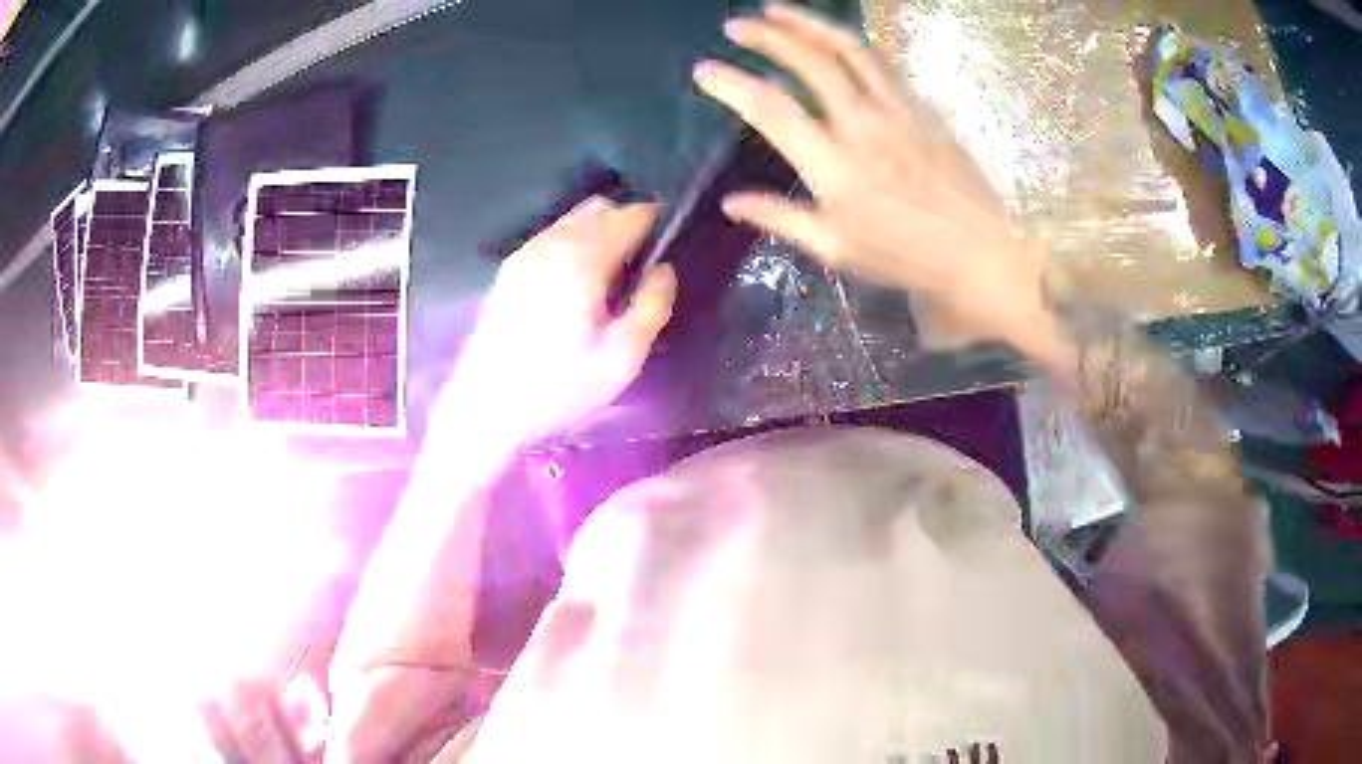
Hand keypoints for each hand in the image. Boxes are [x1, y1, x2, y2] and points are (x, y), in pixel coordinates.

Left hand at [436, 198, 676, 446]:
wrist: (486, 406)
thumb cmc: (558, 386)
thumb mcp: (622, 357)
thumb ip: (653, 305)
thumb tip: (664, 269)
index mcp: (583, 258)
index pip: (630, 215)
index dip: (655, 224)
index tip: (667, 248)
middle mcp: (552, 242)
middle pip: (600, 210)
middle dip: (626, 225)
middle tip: (640, 269)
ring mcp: (525, 253)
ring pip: (573, 220)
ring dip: (598, 233)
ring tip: (609, 279)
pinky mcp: (509, 270)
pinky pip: (552, 237)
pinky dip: (573, 244)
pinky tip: (575, 286)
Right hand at [694, 3, 1052, 349]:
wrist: (980, 249)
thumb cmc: (906, 255)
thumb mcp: (836, 249)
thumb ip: (780, 219)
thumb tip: (731, 203)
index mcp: (832, 164)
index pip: (770, 109)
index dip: (731, 84)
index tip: (704, 70)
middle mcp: (860, 123)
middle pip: (809, 60)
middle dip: (766, 35)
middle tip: (736, 25)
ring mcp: (895, 108)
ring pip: (847, 48)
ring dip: (808, 23)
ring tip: (777, 10)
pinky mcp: (920, 106)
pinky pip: (880, 61)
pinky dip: (850, 42)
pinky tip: (834, 38)